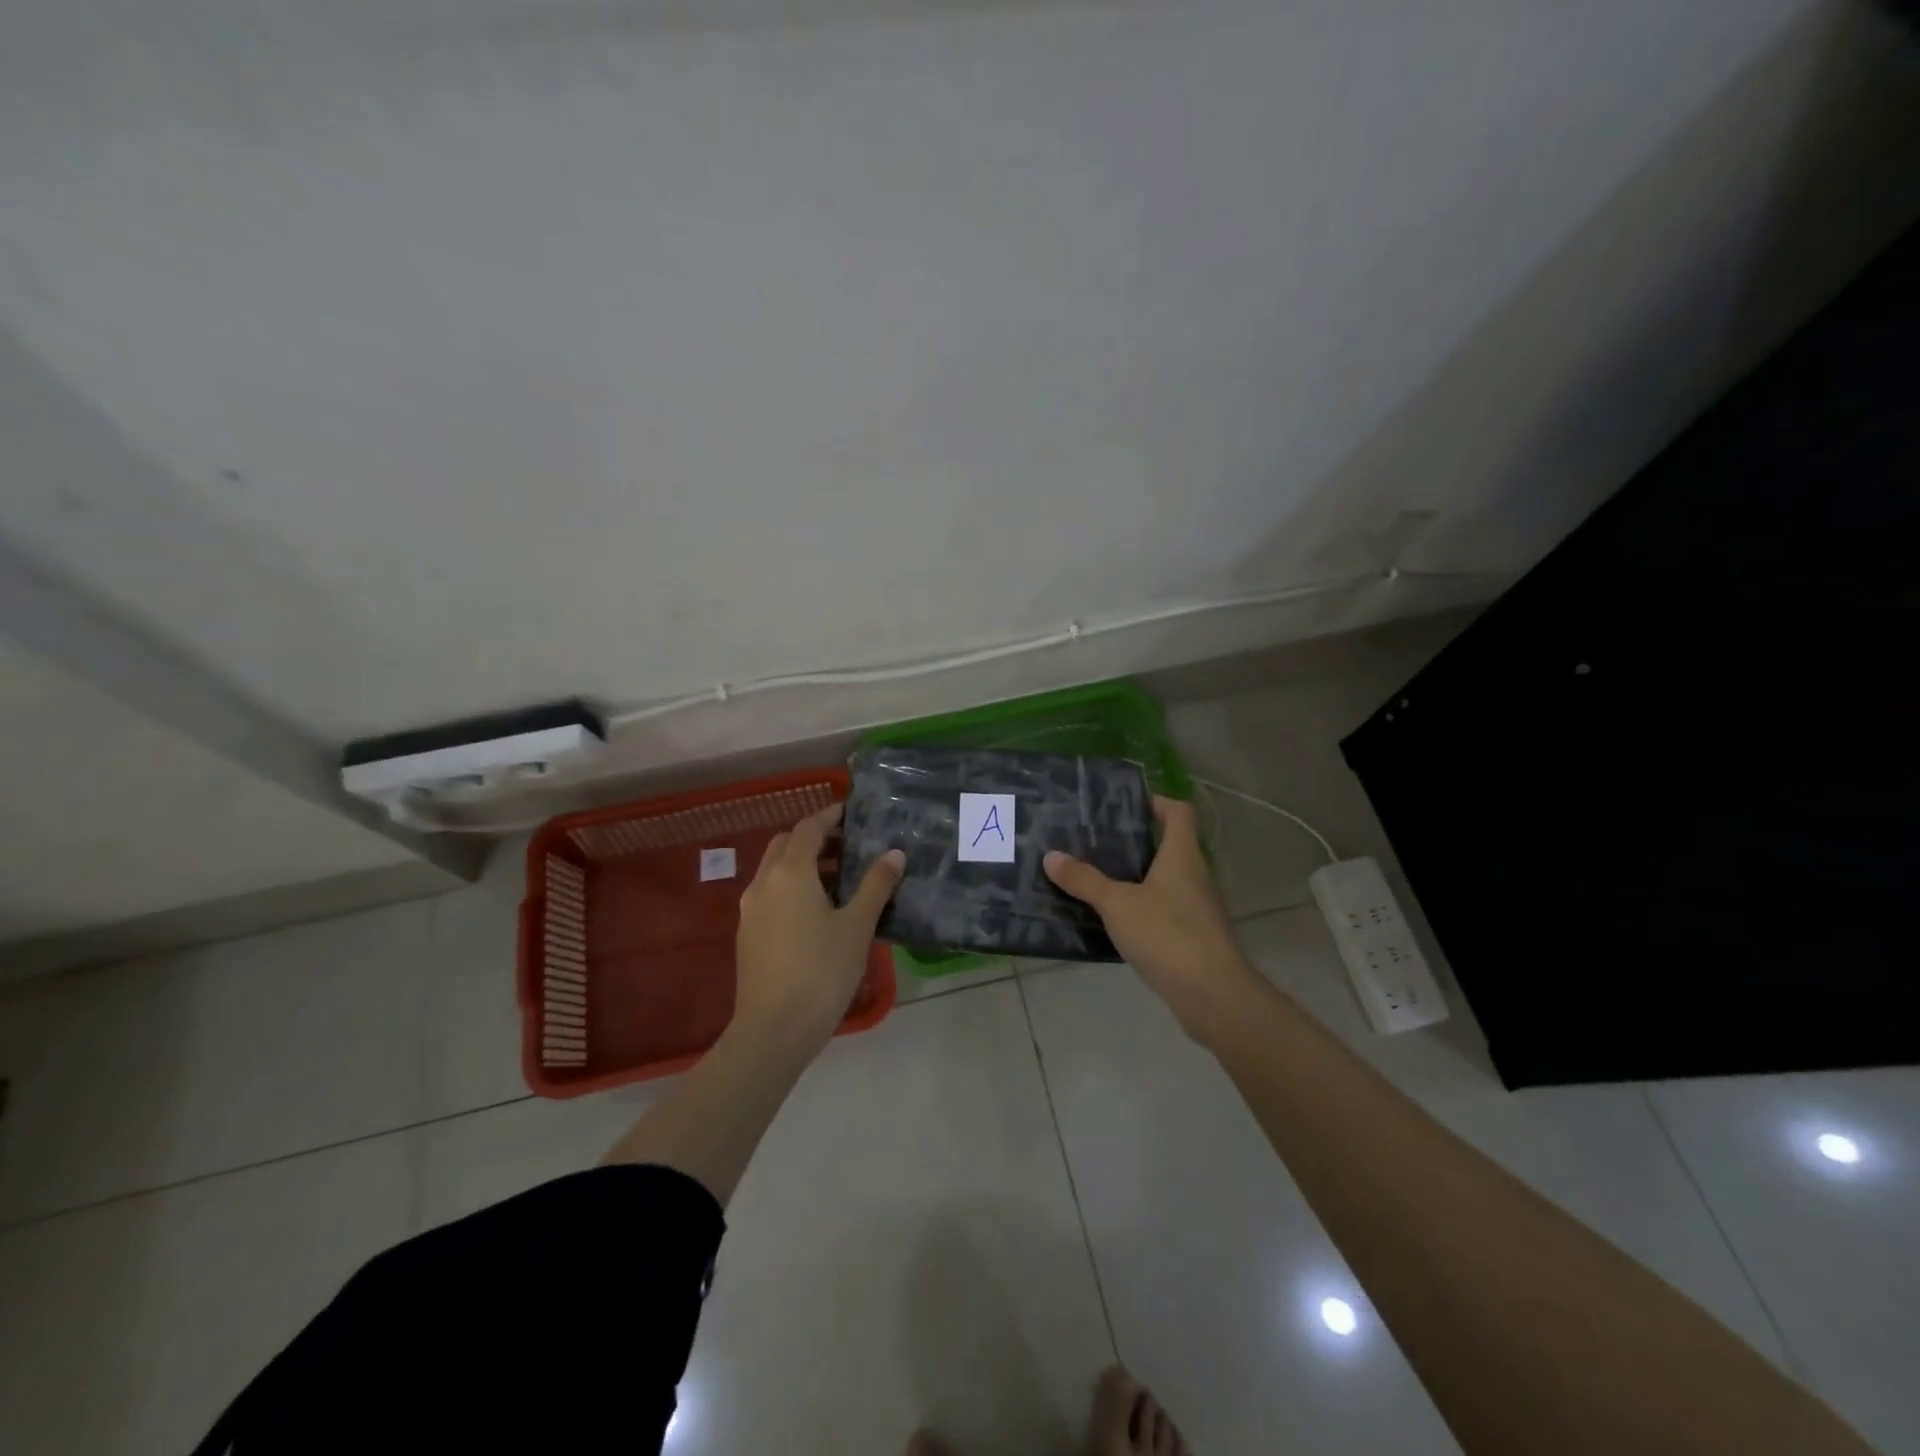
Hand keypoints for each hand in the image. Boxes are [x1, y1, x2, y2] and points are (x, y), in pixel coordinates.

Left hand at [734, 802, 903, 1057]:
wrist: (773, 1030)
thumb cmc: (821, 971)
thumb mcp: (857, 926)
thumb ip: (876, 885)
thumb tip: (894, 853)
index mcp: (790, 872)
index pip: (809, 828)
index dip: (831, 816)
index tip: (853, 813)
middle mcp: (763, 882)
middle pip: (787, 845)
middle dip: (816, 839)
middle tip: (850, 848)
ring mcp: (750, 910)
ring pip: (776, 871)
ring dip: (804, 865)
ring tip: (842, 881)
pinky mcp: (748, 934)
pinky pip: (771, 894)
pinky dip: (793, 888)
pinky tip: (819, 913)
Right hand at [1044, 796, 1259, 1042]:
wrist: (1213, 995)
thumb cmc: (1167, 935)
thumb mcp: (1117, 904)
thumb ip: (1084, 880)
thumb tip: (1051, 856)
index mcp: (1182, 855)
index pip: (1178, 812)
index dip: (1156, 802)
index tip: (1125, 805)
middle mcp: (1196, 875)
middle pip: (1170, 846)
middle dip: (1136, 842)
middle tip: (1096, 842)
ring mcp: (1199, 908)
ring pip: (1166, 880)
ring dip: (1137, 877)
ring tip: (1098, 879)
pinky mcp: (1196, 937)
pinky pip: (1166, 910)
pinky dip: (1144, 909)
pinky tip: (1115, 921)